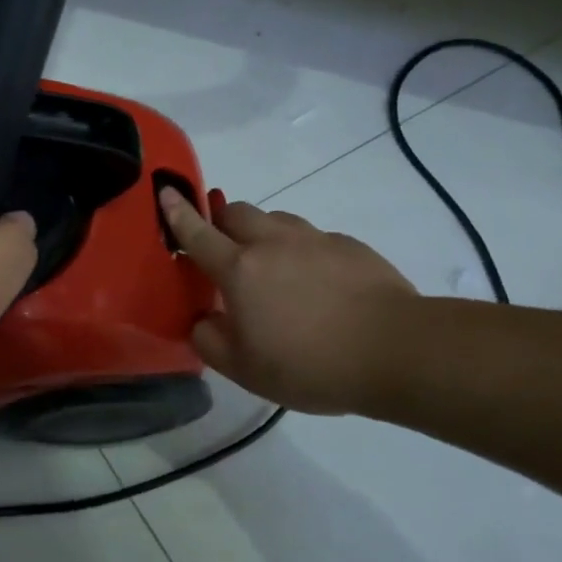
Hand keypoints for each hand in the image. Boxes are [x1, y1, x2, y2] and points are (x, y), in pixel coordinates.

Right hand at [159, 189, 418, 414]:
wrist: (396, 350)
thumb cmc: (310, 364)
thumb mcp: (245, 370)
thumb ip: (210, 341)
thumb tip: (202, 320)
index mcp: (240, 270)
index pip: (198, 233)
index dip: (177, 213)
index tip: (165, 192)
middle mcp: (273, 243)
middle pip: (237, 212)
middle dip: (222, 222)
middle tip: (226, 251)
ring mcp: (315, 240)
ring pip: (277, 220)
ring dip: (264, 235)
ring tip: (276, 270)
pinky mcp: (350, 246)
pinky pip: (314, 238)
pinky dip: (304, 252)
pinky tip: (319, 286)